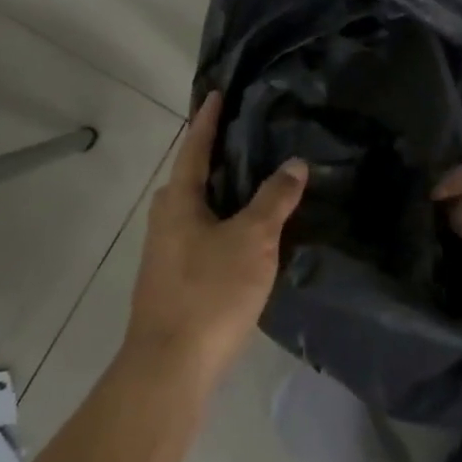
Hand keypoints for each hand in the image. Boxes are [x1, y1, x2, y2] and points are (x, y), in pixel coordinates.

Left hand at [124, 92, 306, 393]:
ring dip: (221, 190)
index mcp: (179, 200)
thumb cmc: (210, 292)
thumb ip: (275, 199)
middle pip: (192, 175)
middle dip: (215, 154)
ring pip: (196, 207)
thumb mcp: (253, 239)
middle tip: (248, 136)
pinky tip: (246, 232)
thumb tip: (295, 163)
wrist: (169, 368)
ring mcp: (165, 251)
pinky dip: (222, 219)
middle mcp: (165, 218)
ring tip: (255, 180)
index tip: (217, 92)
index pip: (195, 146)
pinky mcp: (174, 279)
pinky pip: (201, 232)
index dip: (208, 119)